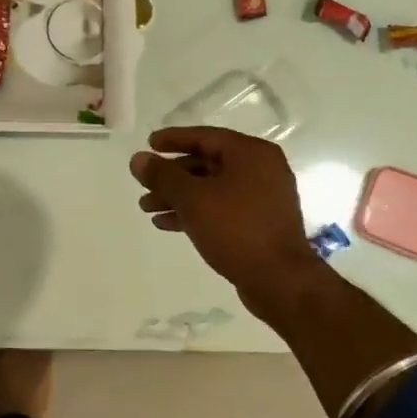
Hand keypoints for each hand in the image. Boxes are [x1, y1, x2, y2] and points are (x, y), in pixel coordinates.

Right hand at [130, 128, 325, 323]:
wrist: (279, 280)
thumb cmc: (236, 229)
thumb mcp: (192, 199)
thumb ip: (162, 176)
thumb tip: (137, 158)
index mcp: (251, 154)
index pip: (205, 136)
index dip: (173, 139)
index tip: (148, 144)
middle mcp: (261, 170)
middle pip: (206, 163)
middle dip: (171, 175)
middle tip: (143, 185)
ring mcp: (262, 198)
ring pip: (211, 188)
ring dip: (178, 196)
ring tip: (147, 208)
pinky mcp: (258, 223)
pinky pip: (220, 208)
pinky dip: (194, 212)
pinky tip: (166, 223)